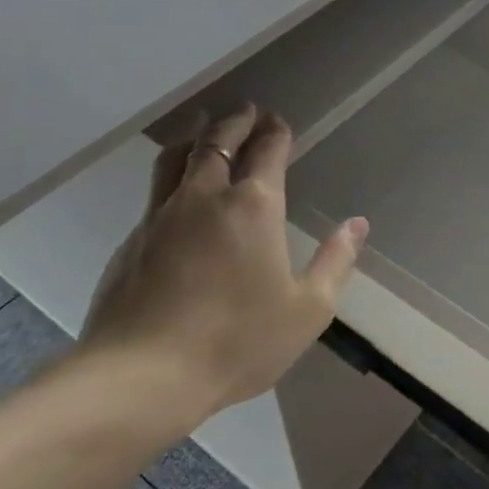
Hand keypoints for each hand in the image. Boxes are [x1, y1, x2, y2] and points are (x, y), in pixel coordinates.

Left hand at [79, 106, 367, 429]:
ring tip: (203, 128)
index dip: (275, 132)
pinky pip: (155, 193)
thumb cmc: (238, 341)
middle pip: (217, 140)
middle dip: (235, 121)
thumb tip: (357, 225)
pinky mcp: (131, 241)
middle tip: (246, 111)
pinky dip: (172, 177)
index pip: (266, 151)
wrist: (142, 376)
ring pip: (176, 158)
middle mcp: (205, 197)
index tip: (279, 122)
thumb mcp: (308, 309)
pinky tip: (177, 195)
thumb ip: (336, 261)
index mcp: (253, 207)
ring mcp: (160, 216)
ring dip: (195, 136)